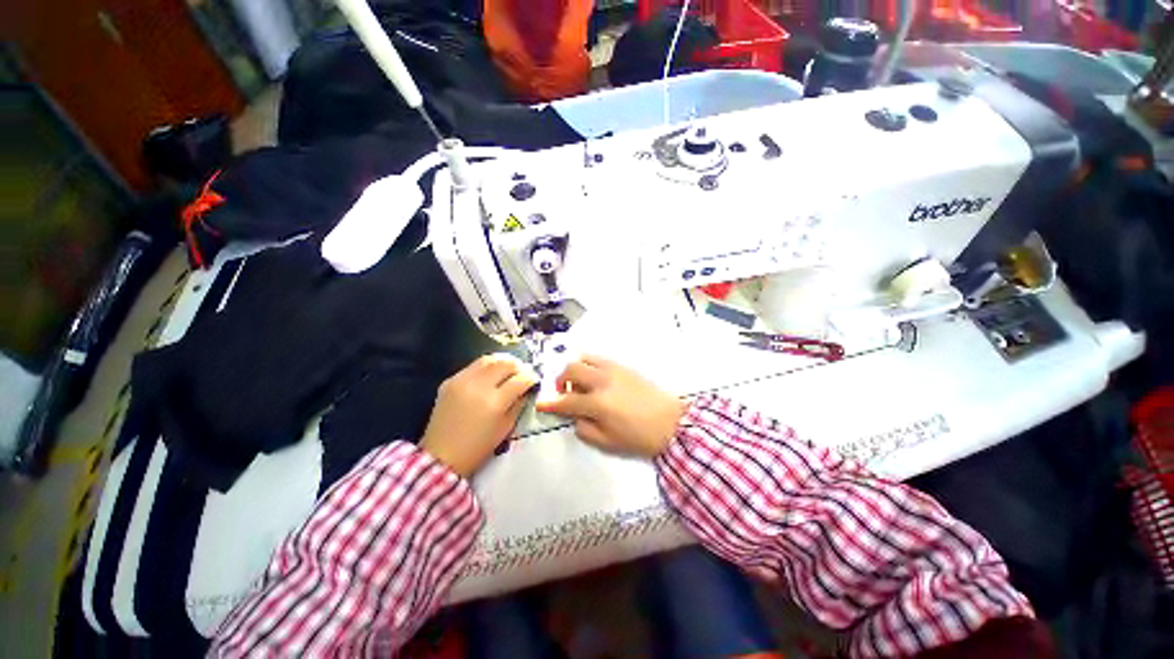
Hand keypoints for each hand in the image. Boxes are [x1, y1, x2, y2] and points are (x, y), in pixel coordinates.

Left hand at [421, 354, 538, 476]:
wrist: (441, 456)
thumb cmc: (478, 447)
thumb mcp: (506, 428)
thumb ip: (518, 404)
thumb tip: (526, 389)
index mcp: (495, 402)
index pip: (520, 379)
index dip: (531, 377)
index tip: (535, 379)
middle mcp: (479, 386)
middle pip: (505, 363)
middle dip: (519, 366)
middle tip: (523, 372)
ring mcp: (462, 381)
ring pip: (489, 359)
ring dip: (503, 362)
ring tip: (508, 369)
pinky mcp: (450, 381)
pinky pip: (473, 366)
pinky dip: (486, 367)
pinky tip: (490, 375)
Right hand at [535, 355, 686, 457]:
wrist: (672, 422)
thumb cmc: (639, 437)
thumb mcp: (608, 442)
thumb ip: (585, 429)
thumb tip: (575, 417)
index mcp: (598, 403)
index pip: (566, 401)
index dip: (550, 403)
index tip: (541, 403)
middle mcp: (602, 381)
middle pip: (571, 370)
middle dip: (560, 380)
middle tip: (564, 393)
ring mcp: (614, 370)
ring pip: (584, 358)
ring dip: (575, 369)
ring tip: (579, 383)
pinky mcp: (624, 366)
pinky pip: (599, 358)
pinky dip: (589, 364)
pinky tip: (594, 377)